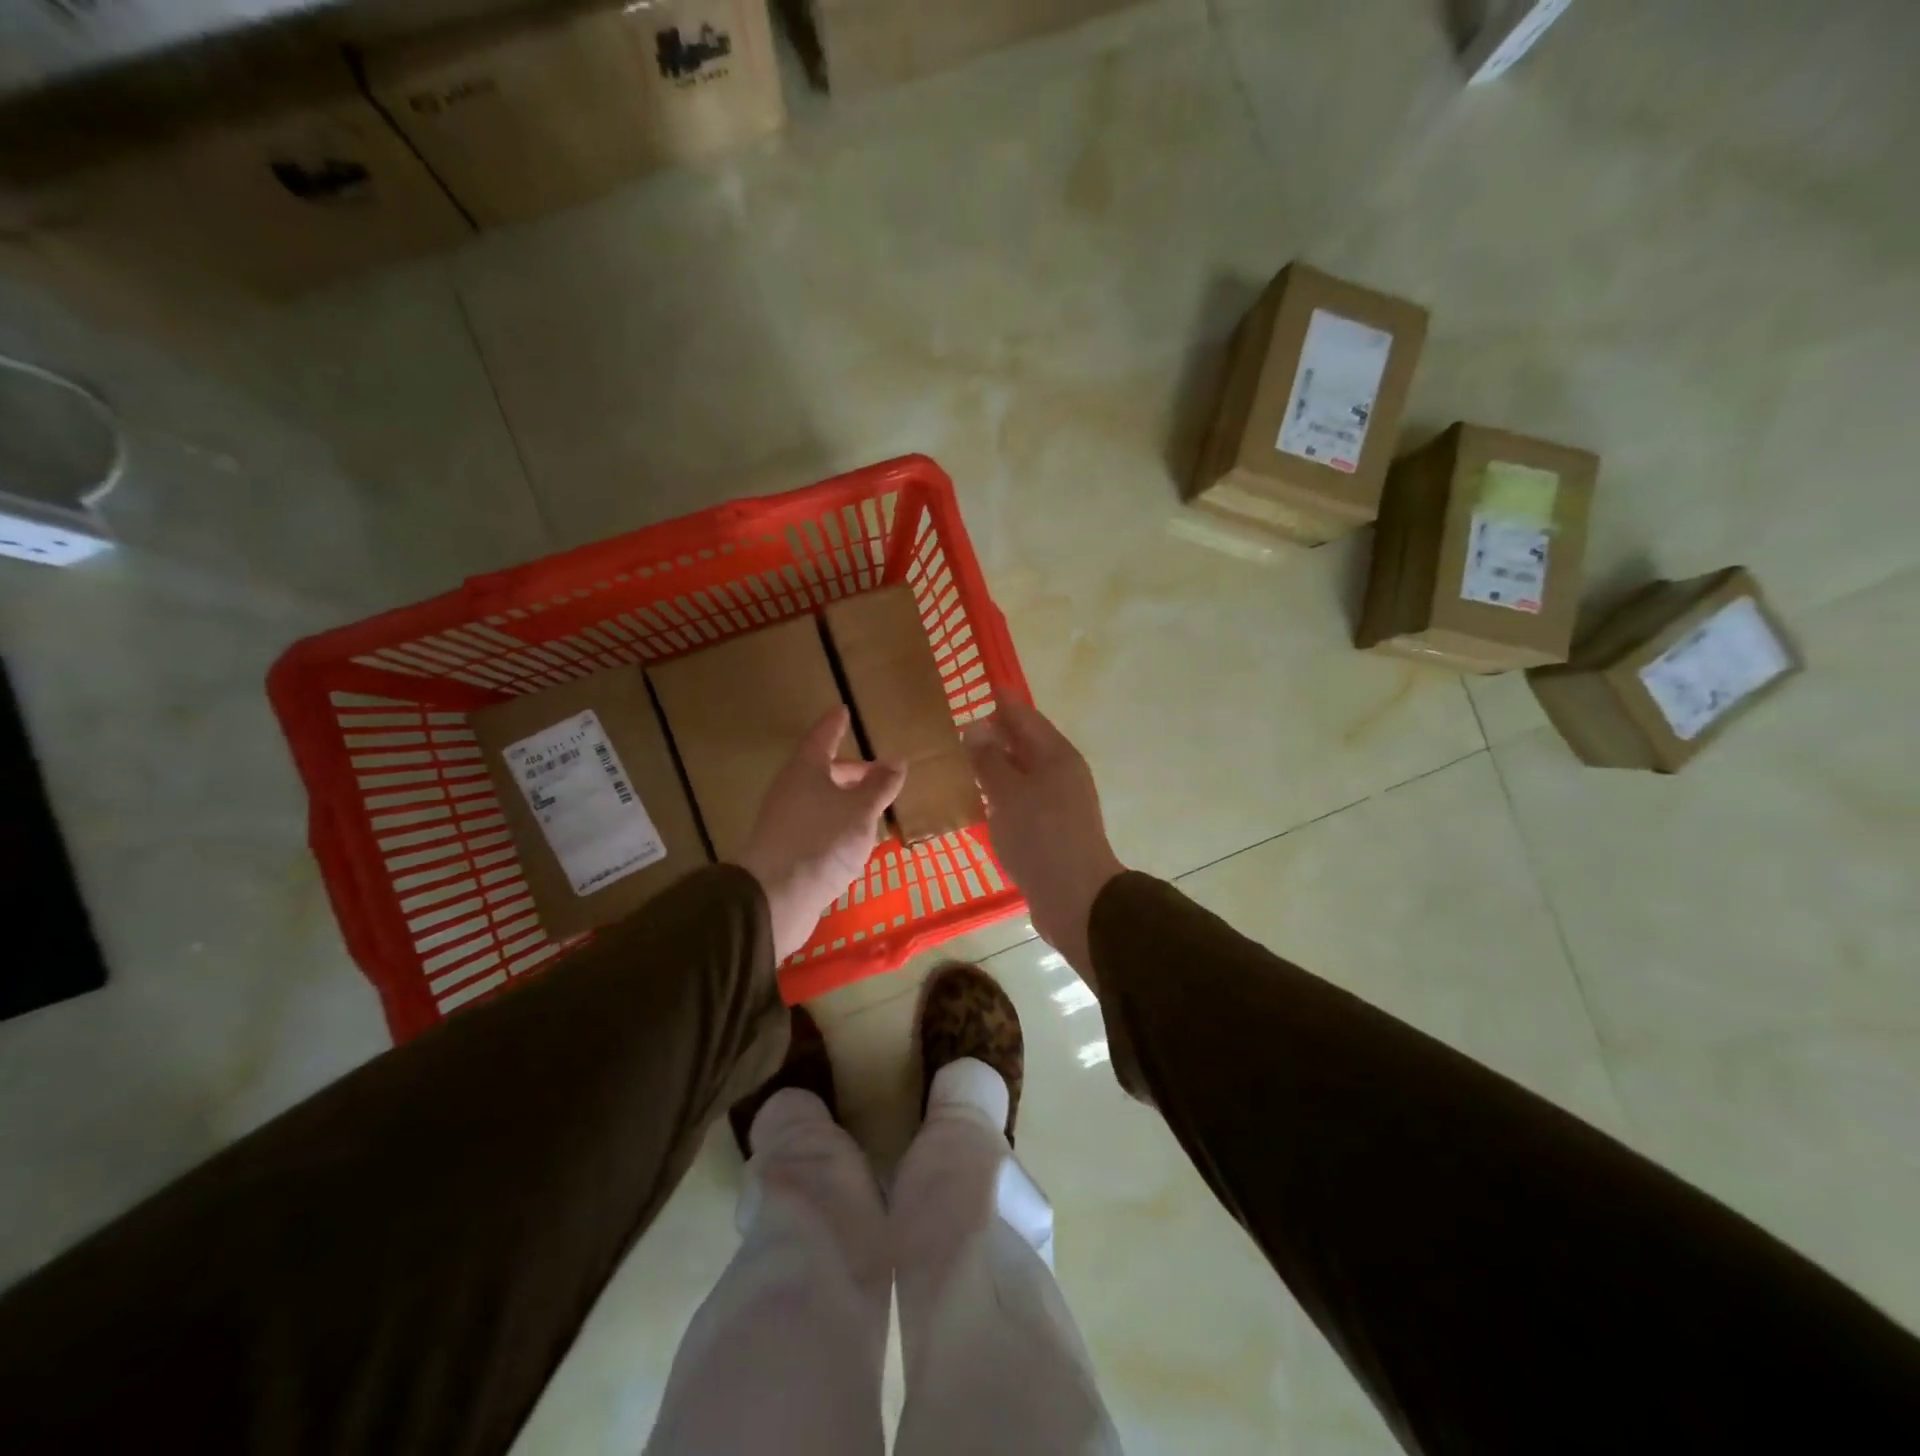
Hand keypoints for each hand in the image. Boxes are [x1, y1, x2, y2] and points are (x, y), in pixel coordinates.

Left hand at [738, 707, 905, 961]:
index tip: (843, 711)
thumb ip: (880, 786)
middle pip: (821, 771)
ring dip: (845, 800)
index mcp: (806, 770)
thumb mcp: (861, 810)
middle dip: (850, 770)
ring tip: (872, 810)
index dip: (834, 724)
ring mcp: (785, 821)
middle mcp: (791, 790)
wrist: (775, 897)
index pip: (822, 737)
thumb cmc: (821, 841)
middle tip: (877, 774)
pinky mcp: (787, 850)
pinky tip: (854, 843)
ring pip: (820, 801)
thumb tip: (896, 761)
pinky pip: (817, 826)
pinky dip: (837, 825)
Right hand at [965, 701, 1124, 982]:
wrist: (1075, 898)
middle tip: (965, 727)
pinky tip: (983, 801)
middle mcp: (1062, 774)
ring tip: (967, 761)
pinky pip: (1024, 800)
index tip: (985, 688)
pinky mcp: (1053, 830)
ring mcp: (1060, 803)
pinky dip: (1004, 794)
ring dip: (1000, 765)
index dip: (1004, 703)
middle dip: (999, 734)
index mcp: (1057, 756)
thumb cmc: (1040, 838)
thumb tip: (976, 726)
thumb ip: (989, 760)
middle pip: (1028, 744)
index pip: (1026, 718)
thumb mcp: (1008, 794)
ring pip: (1025, 774)